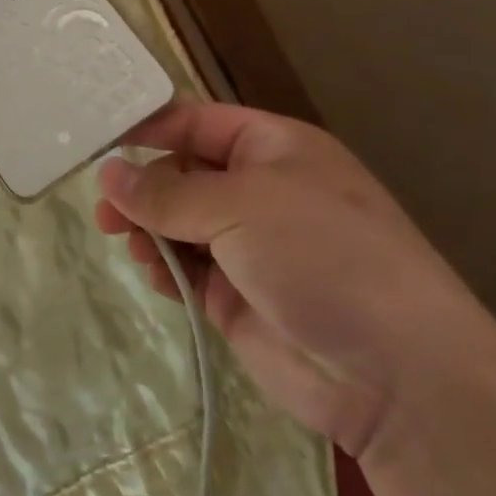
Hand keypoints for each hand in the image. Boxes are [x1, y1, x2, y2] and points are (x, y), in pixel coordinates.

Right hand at [94, 102, 495, 458]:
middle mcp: (261, 191)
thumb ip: (167, 193)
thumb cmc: (323, 255)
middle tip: (105, 210)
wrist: (395, 373)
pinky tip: (153, 275)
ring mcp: (250, 246)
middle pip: (184, 174)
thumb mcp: (241, 206)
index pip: (199, 122)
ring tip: (125, 242)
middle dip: (144, 187)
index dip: (151, 127)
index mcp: (275, 148)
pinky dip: (165, 268)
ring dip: (149, 229)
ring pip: (180, 223)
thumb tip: (108, 174)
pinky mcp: (238, 296)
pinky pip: (187, 269)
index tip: (100, 140)